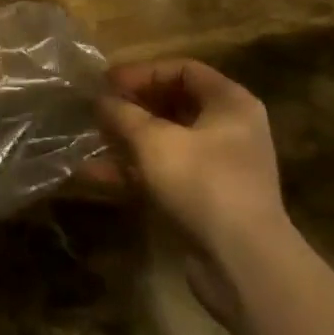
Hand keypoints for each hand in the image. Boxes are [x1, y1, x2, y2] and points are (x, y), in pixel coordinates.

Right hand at [97, 60, 290, 323]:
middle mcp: (230, 130)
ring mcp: (219, 168)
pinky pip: (165, 174)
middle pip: (174, 104)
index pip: (183, 69)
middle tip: (98, 109)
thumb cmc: (202, 183)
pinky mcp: (206, 201)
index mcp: (230, 103)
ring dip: (127, 140)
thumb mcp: (153, 140)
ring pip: (165, 142)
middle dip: (131, 107)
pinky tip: (94, 175)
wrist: (243, 265)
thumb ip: (122, 113)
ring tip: (90, 139)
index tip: (107, 82)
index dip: (143, 72)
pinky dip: (134, 172)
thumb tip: (100, 99)